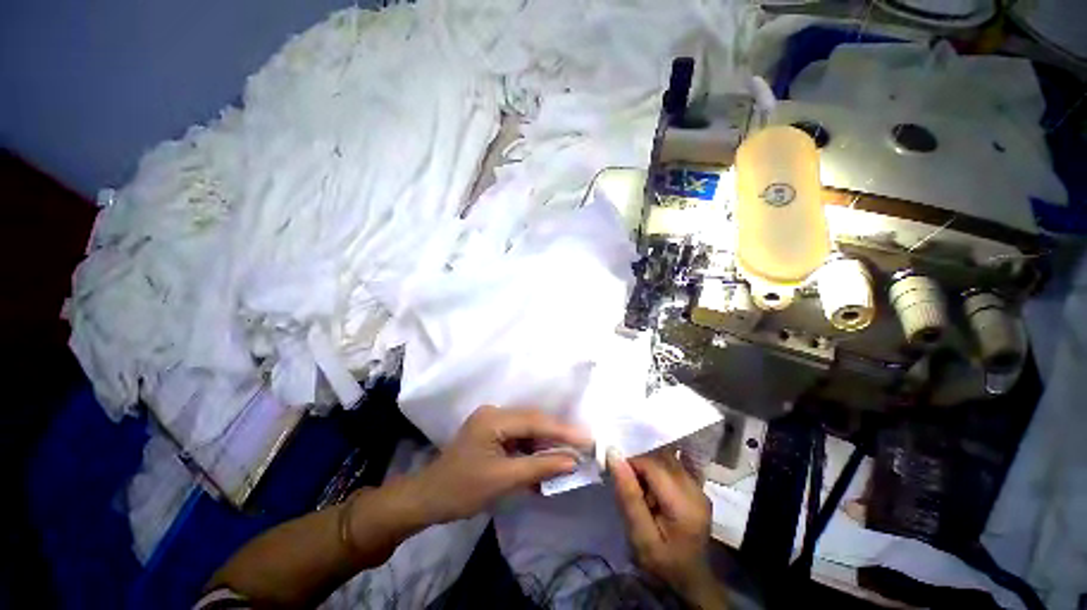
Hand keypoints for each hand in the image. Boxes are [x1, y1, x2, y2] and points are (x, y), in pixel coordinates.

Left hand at [410, 406, 591, 523]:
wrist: (428, 499)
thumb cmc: (462, 490)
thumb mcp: (504, 480)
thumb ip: (539, 468)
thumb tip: (572, 461)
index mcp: (493, 418)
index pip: (535, 421)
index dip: (562, 431)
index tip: (587, 439)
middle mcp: (494, 412)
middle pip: (533, 421)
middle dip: (557, 435)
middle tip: (582, 446)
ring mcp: (492, 420)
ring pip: (528, 428)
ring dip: (546, 443)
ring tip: (567, 455)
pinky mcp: (492, 431)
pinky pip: (519, 436)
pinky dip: (532, 449)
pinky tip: (544, 462)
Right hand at [610, 448, 726, 607]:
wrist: (690, 581)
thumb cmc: (662, 564)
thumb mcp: (640, 538)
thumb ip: (629, 496)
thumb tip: (614, 456)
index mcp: (684, 504)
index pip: (652, 465)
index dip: (631, 462)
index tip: (615, 472)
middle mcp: (695, 489)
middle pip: (661, 458)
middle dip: (639, 462)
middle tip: (625, 480)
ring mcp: (699, 487)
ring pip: (667, 458)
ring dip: (648, 465)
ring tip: (638, 486)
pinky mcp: (697, 488)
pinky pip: (673, 465)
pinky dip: (657, 469)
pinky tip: (650, 486)